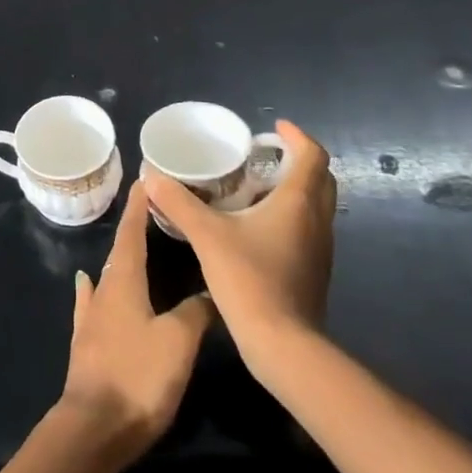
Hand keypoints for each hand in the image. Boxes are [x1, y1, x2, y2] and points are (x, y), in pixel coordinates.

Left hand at [59, 181, 213, 468]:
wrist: (94, 429)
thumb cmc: (138, 376)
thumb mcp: (178, 341)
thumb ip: (195, 312)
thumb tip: (209, 292)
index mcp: (123, 283)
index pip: (131, 234)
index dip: (139, 208)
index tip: (144, 181)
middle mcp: (103, 292)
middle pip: (119, 253)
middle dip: (134, 230)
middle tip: (151, 210)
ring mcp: (91, 318)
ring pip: (107, 276)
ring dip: (120, 258)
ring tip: (132, 244)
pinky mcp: (87, 344)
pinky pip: (92, 303)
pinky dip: (94, 288)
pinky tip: (86, 282)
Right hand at [141, 119, 335, 370]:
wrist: (282, 345)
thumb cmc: (250, 280)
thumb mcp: (207, 236)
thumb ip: (179, 204)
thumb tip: (152, 176)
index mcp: (299, 202)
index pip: (312, 155)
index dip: (296, 136)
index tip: (273, 128)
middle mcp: (317, 220)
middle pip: (319, 177)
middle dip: (295, 160)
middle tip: (262, 156)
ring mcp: (320, 248)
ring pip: (315, 205)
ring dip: (293, 188)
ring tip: (255, 186)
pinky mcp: (314, 270)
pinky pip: (307, 228)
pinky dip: (289, 215)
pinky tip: (257, 227)